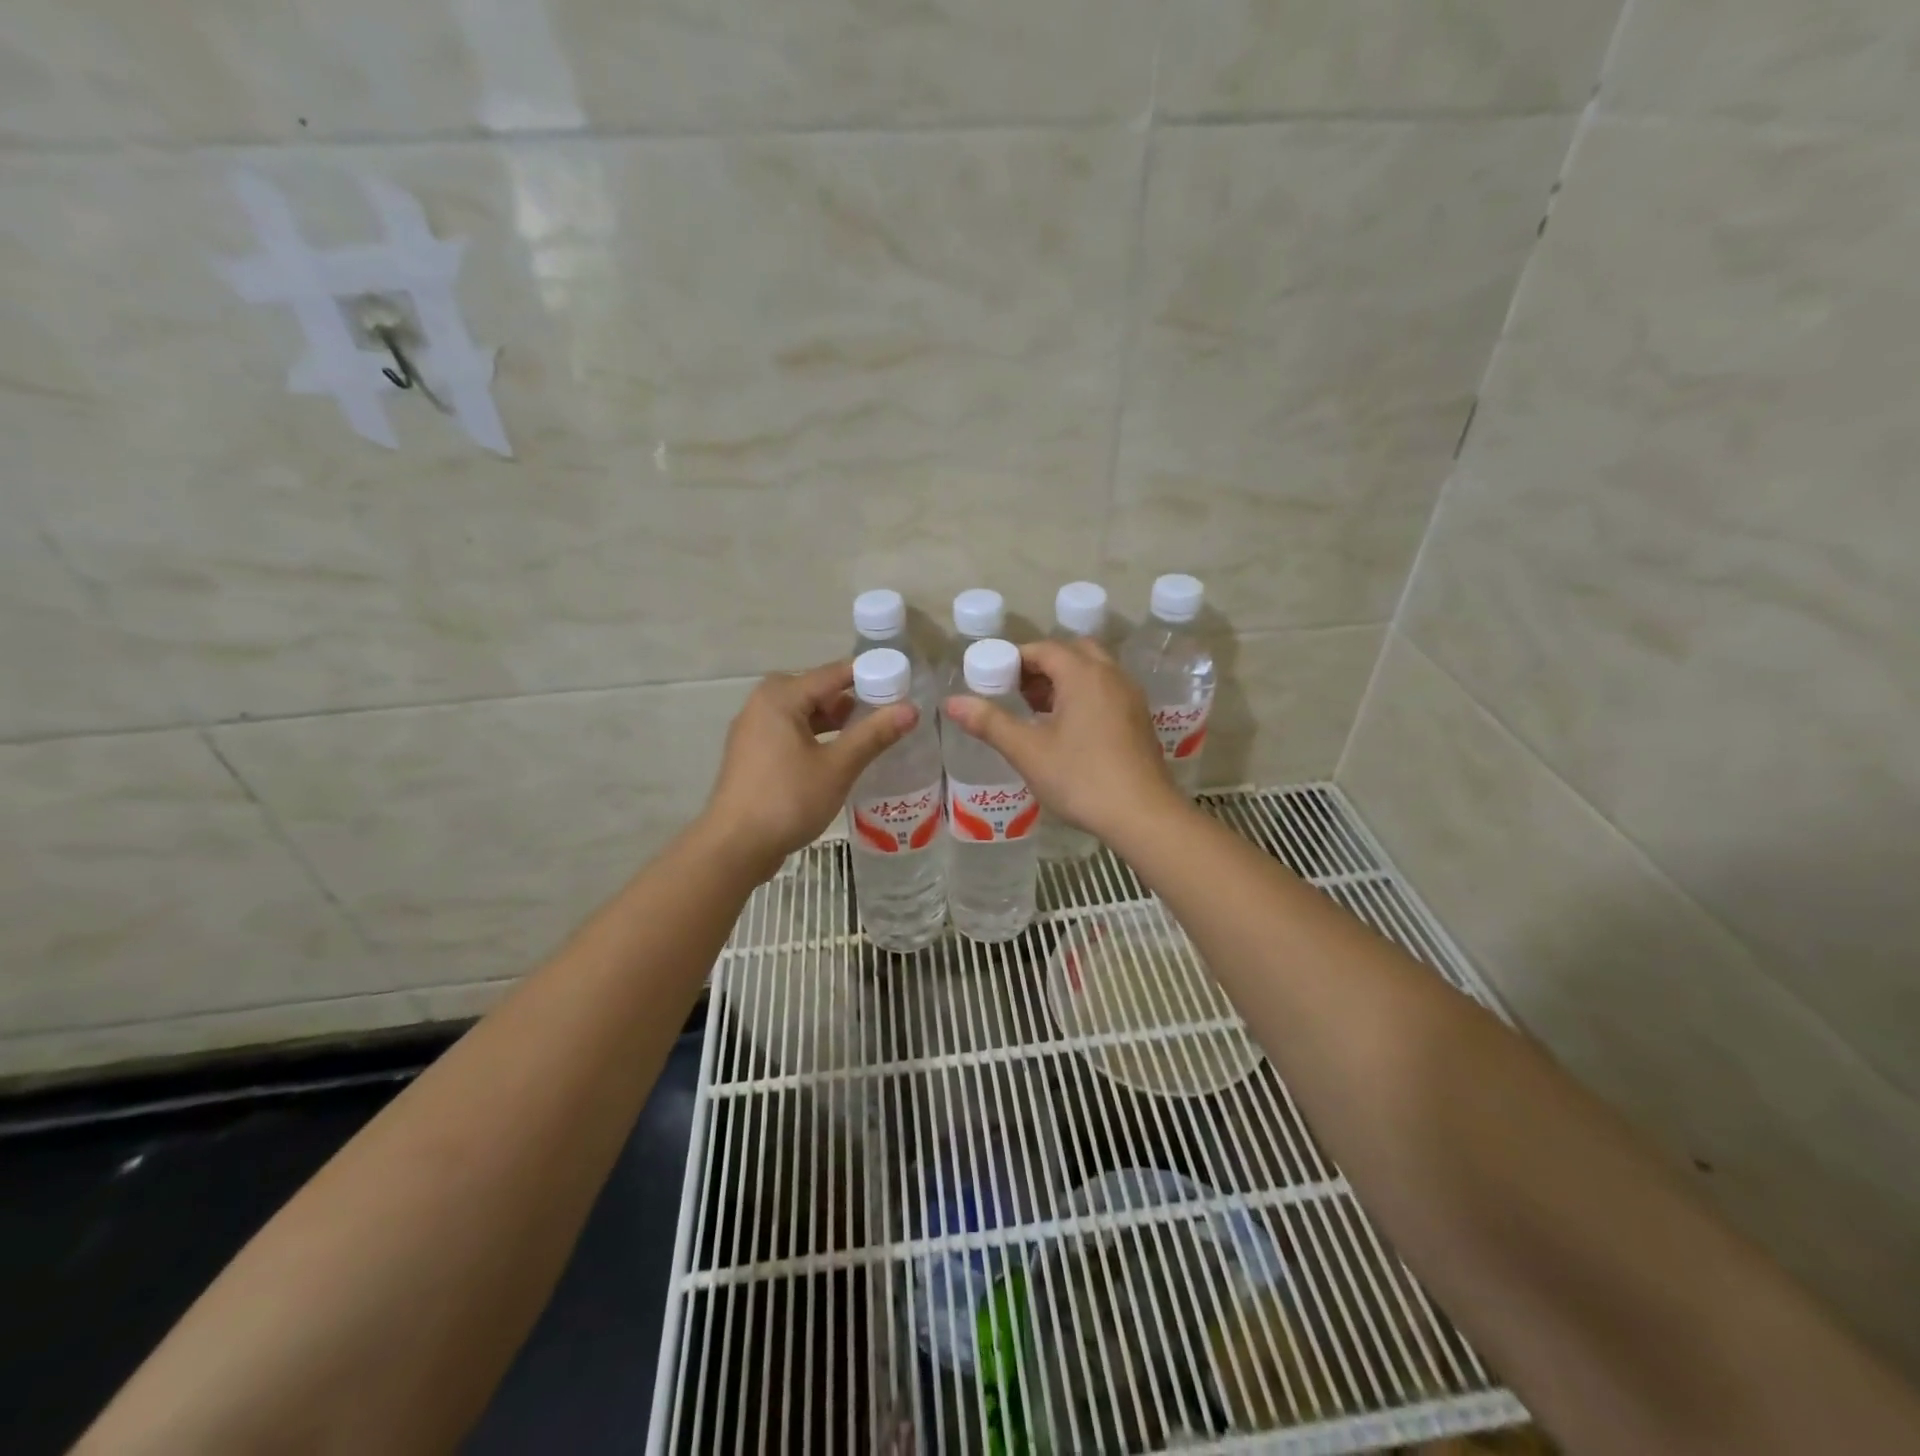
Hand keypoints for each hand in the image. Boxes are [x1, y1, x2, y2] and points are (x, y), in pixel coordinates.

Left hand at [700, 661, 916, 880]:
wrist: (734, 847)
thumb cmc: (787, 800)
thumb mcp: (837, 767)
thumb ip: (874, 734)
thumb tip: (911, 709)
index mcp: (780, 697)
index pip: (833, 673)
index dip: (870, 677)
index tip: (902, 686)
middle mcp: (762, 704)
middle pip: (817, 690)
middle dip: (853, 699)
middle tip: (889, 712)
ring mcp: (754, 730)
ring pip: (804, 713)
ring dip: (835, 720)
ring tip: (870, 734)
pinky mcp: (753, 754)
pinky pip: (792, 732)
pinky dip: (817, 736)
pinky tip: (839, 755)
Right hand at [943, 638, 1183, 842]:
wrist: (1142, 815)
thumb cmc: (1081, 778)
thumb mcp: (1027, 751)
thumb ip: (989, 722)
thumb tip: (951, 702)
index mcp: (1083, 674)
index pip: (1044, 649)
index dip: (1015, 659)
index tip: (993, 679)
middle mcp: (1111, 675)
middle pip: (1072, 653)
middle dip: (1041, 667)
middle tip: (1016, 692)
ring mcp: (1130, 697)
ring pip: (1092, 672)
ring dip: (1064, 681)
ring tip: (1036, 712)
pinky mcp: (1139, 719)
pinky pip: (1106, 691)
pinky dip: (1083, 696)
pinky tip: (1067, 730)